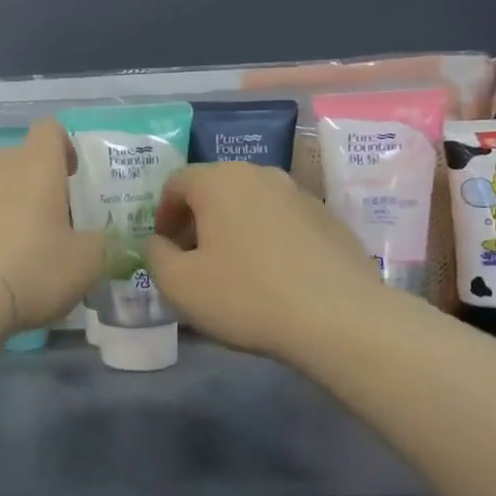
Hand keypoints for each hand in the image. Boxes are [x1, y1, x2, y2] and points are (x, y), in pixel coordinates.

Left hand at [0, 120, 104, 329]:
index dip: (63, 147)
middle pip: (19, 160)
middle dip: (35, 183)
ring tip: (18, 247)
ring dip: (6, 205)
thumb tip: (96, 239)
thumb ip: (98, 243)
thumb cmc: (33, 267)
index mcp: (35, 163)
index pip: (49, 129)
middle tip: (50, 221)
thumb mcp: (86, 262)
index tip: (71, 175)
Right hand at [143, 162, 385, 360]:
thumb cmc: (245, 295)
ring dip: (233, 231)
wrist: (340, 319)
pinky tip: (272, 279)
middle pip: (215, 191)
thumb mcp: (178, 284)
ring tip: (232, 272)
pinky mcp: (330, 221)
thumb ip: (155, 256)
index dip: (162, 215)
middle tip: (191, 260)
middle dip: (197, 222)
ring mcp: (301, 195)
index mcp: (220, 181)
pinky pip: (283, 224)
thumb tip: (159, 243)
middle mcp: (261, 175)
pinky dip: (267, 242)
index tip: (163, 248)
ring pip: (251, 206)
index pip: (176, 183)